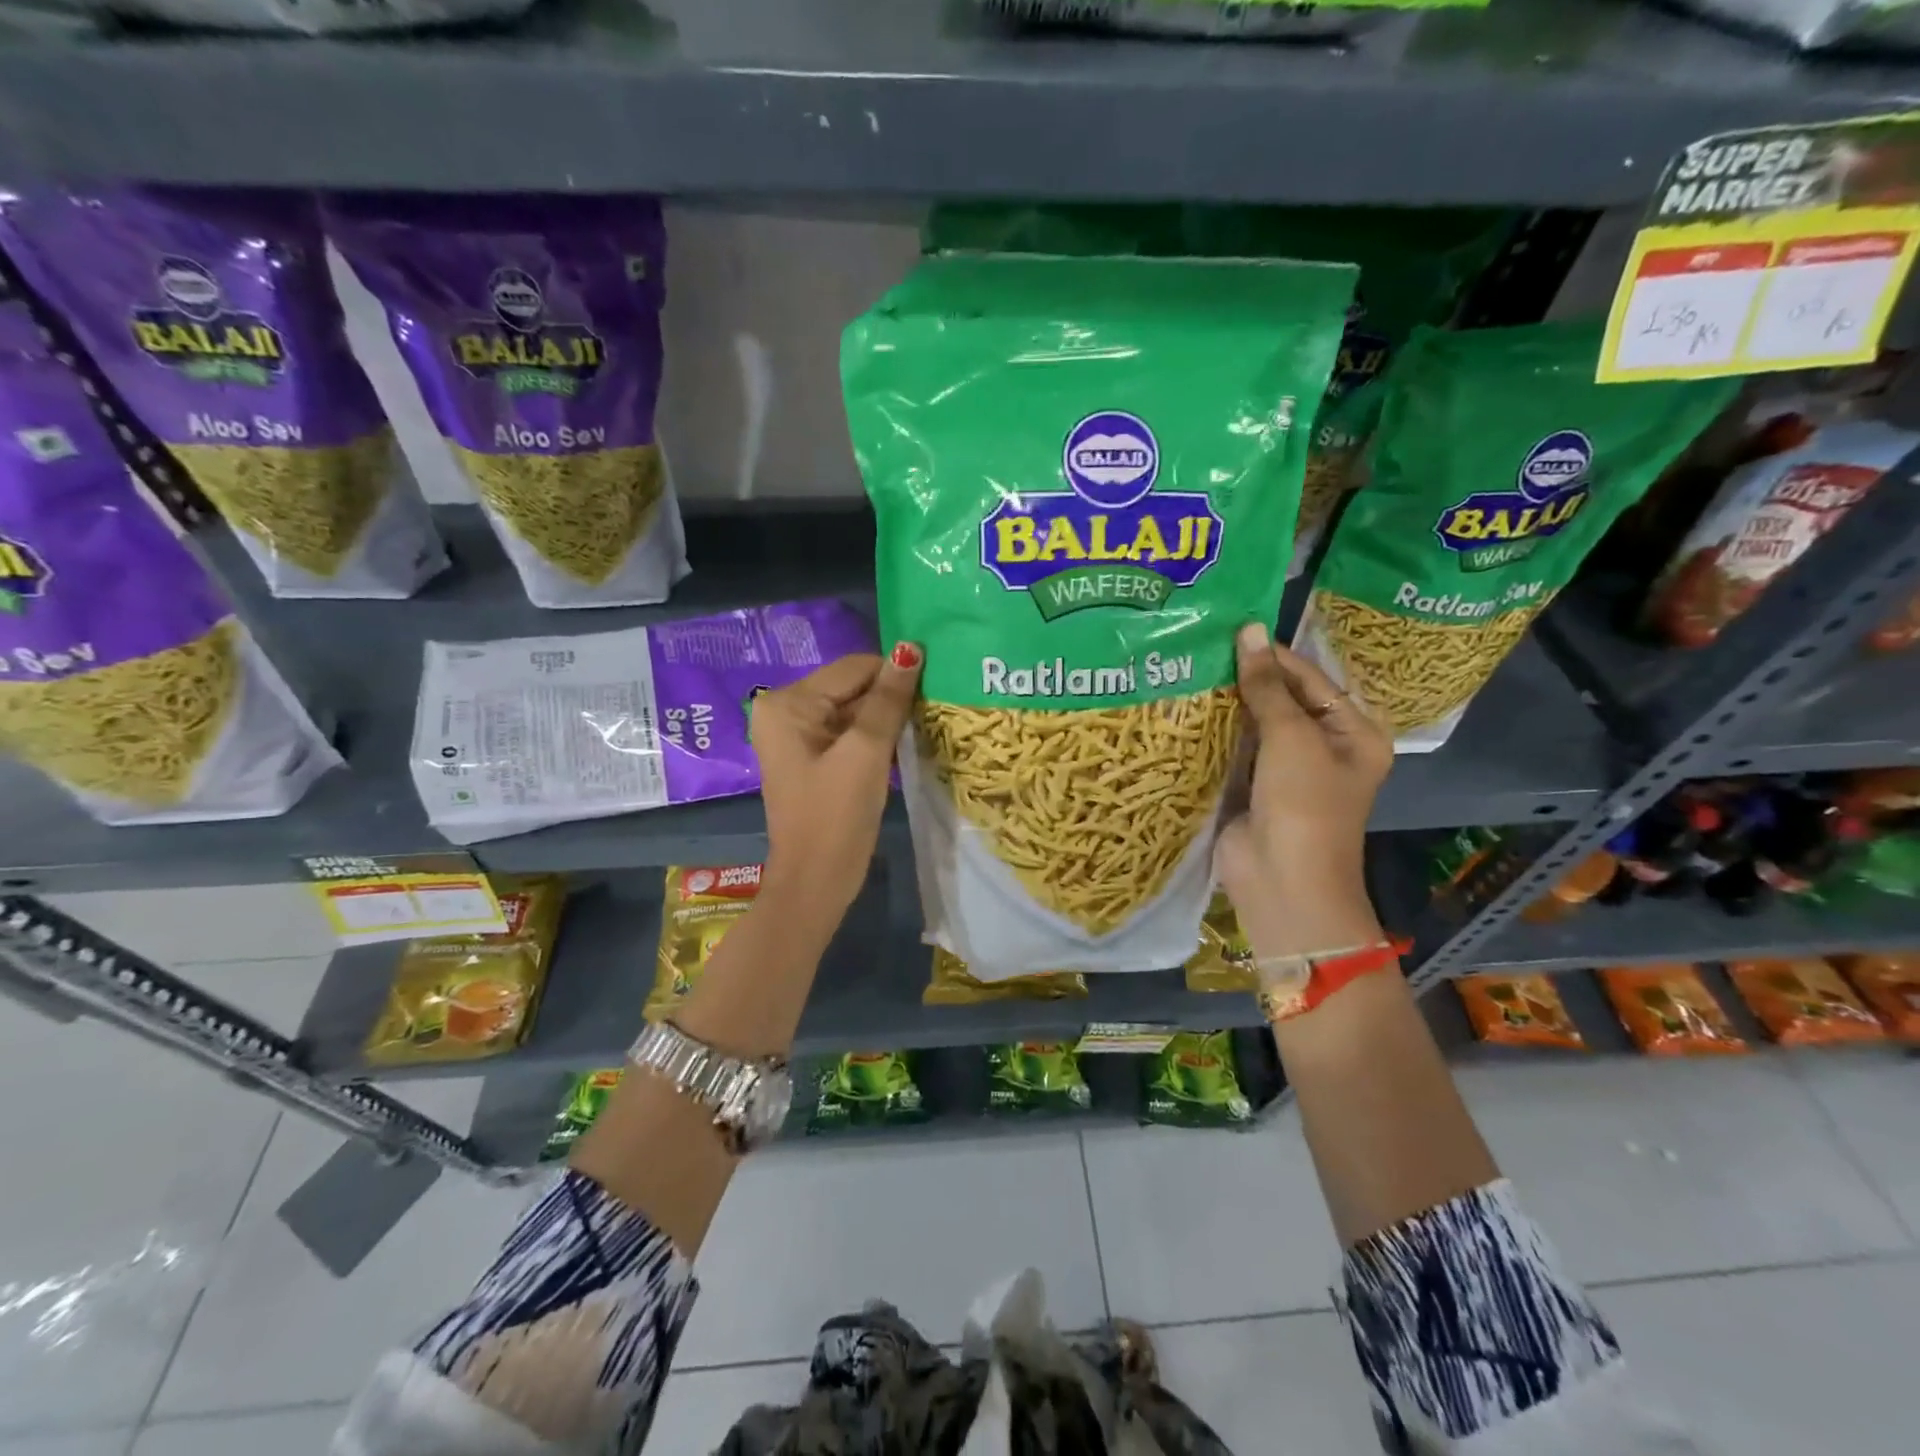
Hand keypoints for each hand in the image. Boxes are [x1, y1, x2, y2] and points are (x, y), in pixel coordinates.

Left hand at [750, 644, 922, 918]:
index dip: (895, 674)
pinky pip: (849, 732)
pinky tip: (903, 745)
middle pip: (852, 686)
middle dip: (890, 697)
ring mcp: (797, 735)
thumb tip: (911, 649)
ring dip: (887, 717)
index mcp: (788, 702)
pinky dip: (876, 736)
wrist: (815, 883)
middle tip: (934, 709)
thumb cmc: (837, 817)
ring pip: (854, 709)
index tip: (937, 685)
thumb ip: (888, 699)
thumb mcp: (866, 752)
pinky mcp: (812, 757)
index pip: (853, 668)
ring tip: (924, 726)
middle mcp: (785, 710)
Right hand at [1217, 622, 1391, 960]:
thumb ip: (1267, 686)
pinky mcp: (1251, 789)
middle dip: (1246, 679)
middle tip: (1202, 646)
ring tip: (1188, 669)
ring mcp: (1284, 771)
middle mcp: (1322, 748)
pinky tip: (1184, 710)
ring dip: (1226, 706)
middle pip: (1282, 701)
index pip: (1310, 679)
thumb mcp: (1291, 737)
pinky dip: (1214, 735)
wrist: (1283, 882)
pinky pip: (1233, 753)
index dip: (1273, 656)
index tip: (1231, 630)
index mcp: (1353, 732)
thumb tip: (1249, 630)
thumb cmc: (1304, 804)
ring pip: (1253, 726)